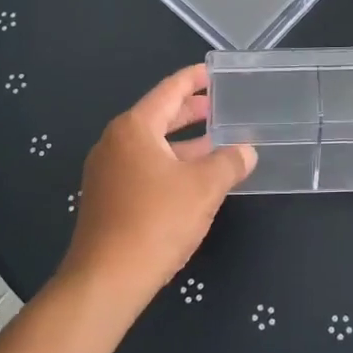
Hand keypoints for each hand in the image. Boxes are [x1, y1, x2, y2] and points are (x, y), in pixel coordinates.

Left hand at [61, 65, 255, 301]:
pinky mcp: (107, 198)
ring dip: (184, 143)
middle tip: (221, 106)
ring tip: (217, 143)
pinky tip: (194, 179)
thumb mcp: (204, 188)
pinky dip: (171, 165)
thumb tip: (246, 151)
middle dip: (191, 112)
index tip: (214, 72)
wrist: (106, 280)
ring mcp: (107, 171)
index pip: (169, 91)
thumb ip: (229, 163)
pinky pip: (144, 168)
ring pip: (153, 146)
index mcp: (134, 128)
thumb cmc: (156, 222)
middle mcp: (115, 142)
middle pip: (159, 116)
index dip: (194, 79)